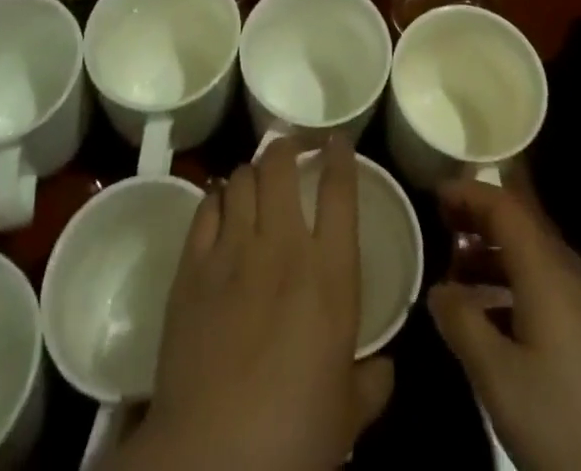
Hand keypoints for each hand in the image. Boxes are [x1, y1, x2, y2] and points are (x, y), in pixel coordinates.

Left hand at [107, 135, 393, 470]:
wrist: (210, 457)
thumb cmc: (292, 437)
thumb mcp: (345, 417)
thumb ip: (371, 384)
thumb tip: (387, 368)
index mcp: (330, 273)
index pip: (339, 190)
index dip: (340, 156)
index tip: (338, 141)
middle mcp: (283, 245)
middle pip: (282, 165)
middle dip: (289, 146)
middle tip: (294, 150)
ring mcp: (234, 250)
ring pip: (244, 178)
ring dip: (254, 170)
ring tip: (259, 177)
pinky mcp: (193, 266)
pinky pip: (207, 207)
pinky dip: (219, 197)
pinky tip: (223, 204)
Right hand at [428, 181, 580, 470]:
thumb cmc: (570, 427)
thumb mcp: (500, 380)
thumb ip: (462, 325)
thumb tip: (438, 290)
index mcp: (550, 271)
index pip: (505, 207)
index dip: (469, 194)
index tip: (434, 195)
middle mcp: (580, 275)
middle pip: (526, 230)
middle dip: (481, 227)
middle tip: (442, 238)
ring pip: (543, 264)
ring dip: (501, 264)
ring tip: (464, 287)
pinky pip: (560, 294)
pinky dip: (524, 292)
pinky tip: (508, 331)